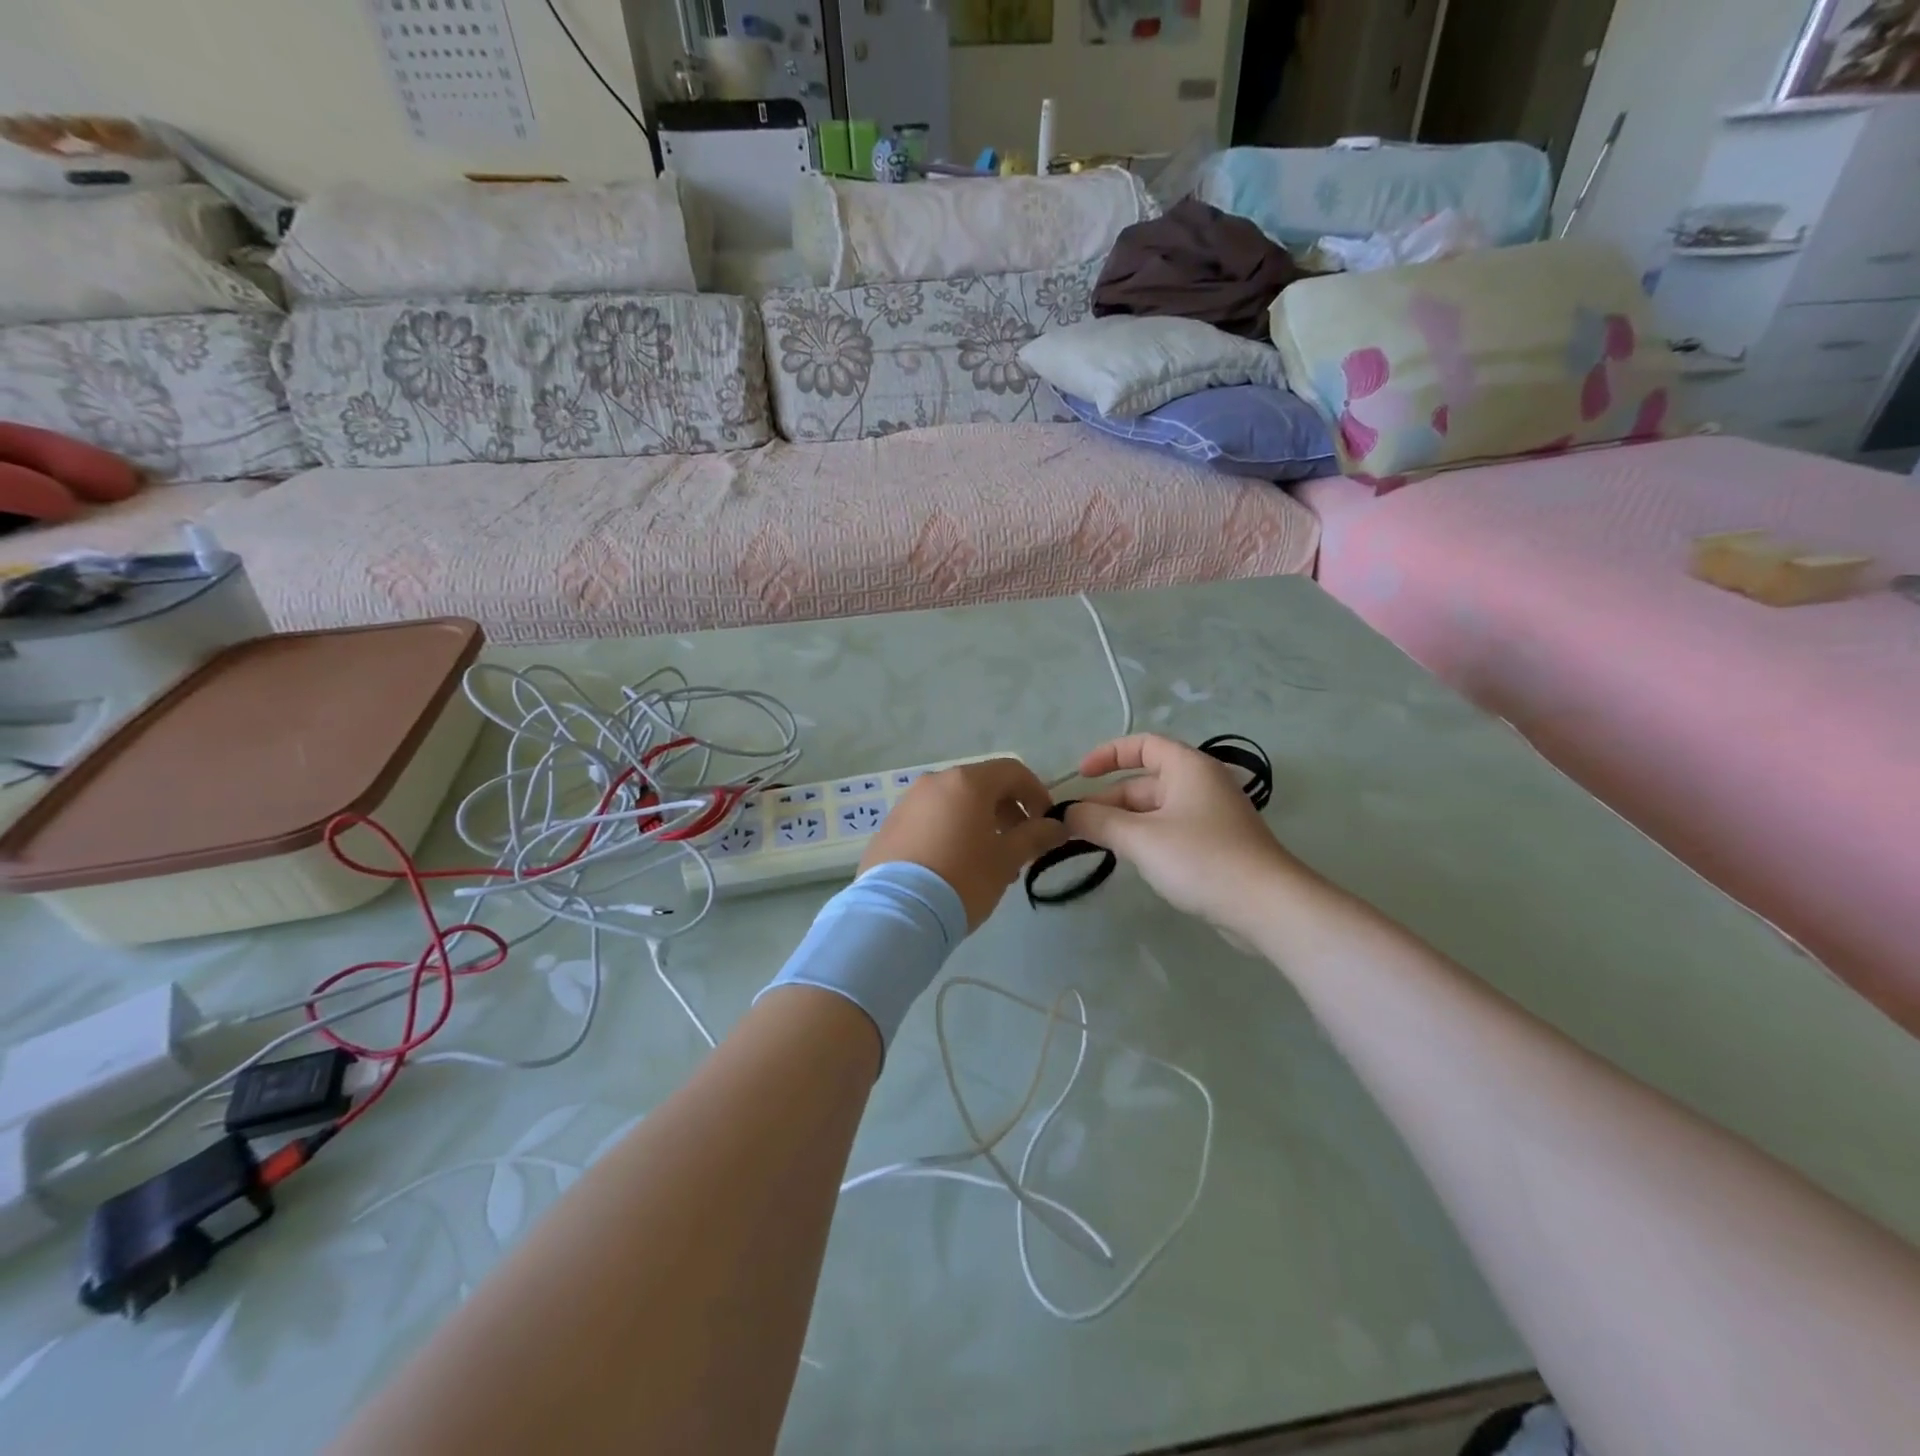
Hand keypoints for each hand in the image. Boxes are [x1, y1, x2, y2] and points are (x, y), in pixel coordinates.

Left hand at [861, 757, 1067, 928]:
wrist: (897, 911)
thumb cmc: (963, 878)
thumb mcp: (1007, 859)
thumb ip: (1035, 837)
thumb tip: (1057, 826)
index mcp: (967, 782)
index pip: (1012, 771)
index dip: (1036, 792)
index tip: (1046, 823)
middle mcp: (935, 782)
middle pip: (982, 786)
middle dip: (1007, 812)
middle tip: (1019, 848)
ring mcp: (908, 803)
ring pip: (955, 804)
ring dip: (979, 824)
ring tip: (989, 863)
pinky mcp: (890, 826)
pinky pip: (930, 820)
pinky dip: (951, 832)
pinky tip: (955, 867)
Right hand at [1065, 734, 1311, 934]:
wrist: (1267, 906)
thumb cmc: (1202, 859)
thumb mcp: (1141, 839)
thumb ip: (1099, 822)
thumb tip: (1068, 814)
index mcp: (1188, 767)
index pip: (1142, 745)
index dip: (1107, 754)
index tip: (1080, 775)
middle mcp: (1201, 784)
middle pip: (1144, 782)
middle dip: (1108, 801)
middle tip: (1076, 826)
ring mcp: (1210, 816)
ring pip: (1155, 810)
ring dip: (1124, 823)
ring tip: (1094, 844)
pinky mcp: (1216, 845)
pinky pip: (1170, 831)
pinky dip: (1145, 839)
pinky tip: (1130, 860)